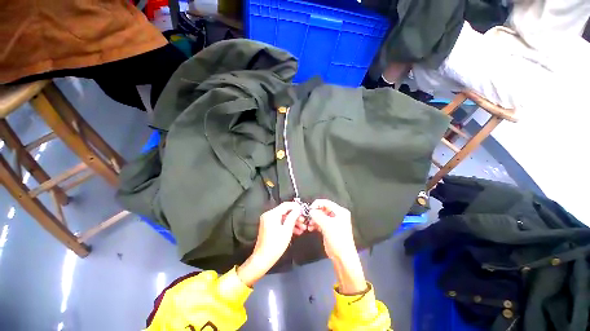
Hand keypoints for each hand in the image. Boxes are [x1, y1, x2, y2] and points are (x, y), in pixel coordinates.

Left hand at [237, 202, 302, 285]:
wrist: (263, 259)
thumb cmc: (275, 244)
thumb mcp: (287, 230)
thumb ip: (293, 217)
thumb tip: (298, 209)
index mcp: (272, 214)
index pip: (286, 205)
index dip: (295, 206)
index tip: (303, 210)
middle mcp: (269, 215)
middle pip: (285, 211)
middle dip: (295, 216)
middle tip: (304, 221)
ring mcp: (268, 221)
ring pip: (283, 218)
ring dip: (293, 222)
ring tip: (302, 228)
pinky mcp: (269, 226)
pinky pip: (280, 222)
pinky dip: (288, 226)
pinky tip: (296, 231)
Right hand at [308, 199, 355, 260]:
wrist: (342, 256)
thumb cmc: (338, 239)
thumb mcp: (327, 225)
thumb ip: (317, 216)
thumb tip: (310, 211)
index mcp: (340, 211)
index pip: (326, 202)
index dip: (317, 204)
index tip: (309, 210)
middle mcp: (337, 214)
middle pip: (323, 209)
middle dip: (315, 213)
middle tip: (308, 218)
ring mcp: (333, 221)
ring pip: (320, 215)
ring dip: (313, 219)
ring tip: (309, 225)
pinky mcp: (329, 228)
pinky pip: (320, 222)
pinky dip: (315, 224)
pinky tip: (311, 228)